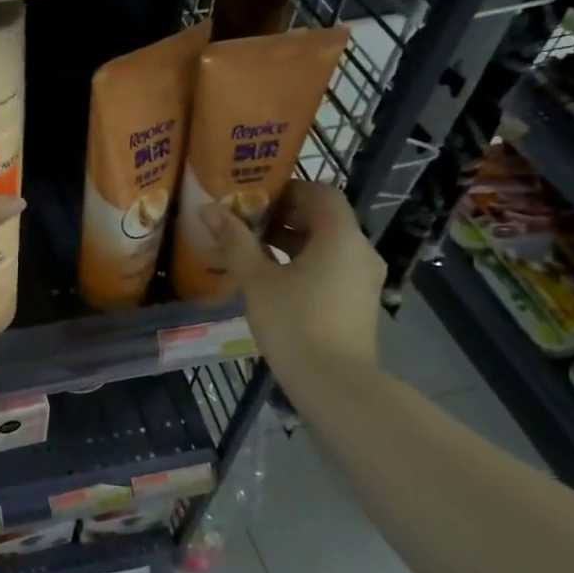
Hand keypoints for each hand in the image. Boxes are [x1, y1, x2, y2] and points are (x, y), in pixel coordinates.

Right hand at [203, 180, 383, 374]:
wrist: (334, 383)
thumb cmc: (294, 323)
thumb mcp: (257, 280)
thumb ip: (235, 242)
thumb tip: (209, 209)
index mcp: (340, 236)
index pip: (321, 192)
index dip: (289, 189)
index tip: (256, 197)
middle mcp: (360, 251)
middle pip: (325, 218)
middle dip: (285, 216)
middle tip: (247, 222)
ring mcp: (365, 279)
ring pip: (328, 246)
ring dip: (293, 242)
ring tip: (253, 251)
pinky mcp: (360, 302)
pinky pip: (333, 268)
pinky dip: (306, 263)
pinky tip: (274, 280)